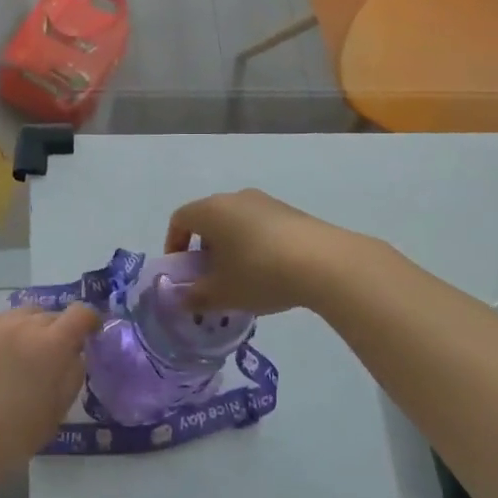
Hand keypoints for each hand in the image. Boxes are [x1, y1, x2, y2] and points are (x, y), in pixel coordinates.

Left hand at [0, 303, 99, 492]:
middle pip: (50, 315)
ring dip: (30, 330)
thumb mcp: (56, 412)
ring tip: (22, 358)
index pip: (81, 314)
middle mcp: (24, 324)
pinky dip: (5, 338)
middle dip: (57, 331)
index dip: (89, 321)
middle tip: (52, 357)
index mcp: (52, 344)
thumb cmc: (12, 436)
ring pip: (23, 316)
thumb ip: (72, 375)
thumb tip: (75, 355)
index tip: (89, 335)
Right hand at [165, 189, 380, 315]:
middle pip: (208, 219)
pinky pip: (259, 226)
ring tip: (241, 280)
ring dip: (230, 247)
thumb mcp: (223, 293)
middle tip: (210, 280)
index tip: (181, 272)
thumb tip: (182, 299)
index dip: (174, 244)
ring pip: (235, 222)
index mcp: (211, 210)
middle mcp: (234, 198)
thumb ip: (196, 297)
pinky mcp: (289, 212)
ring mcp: (265, 202)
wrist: (323, 261)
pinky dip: (254, 245)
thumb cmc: (259, 273)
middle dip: (204, 249)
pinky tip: (269, 272)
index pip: (180, 219)